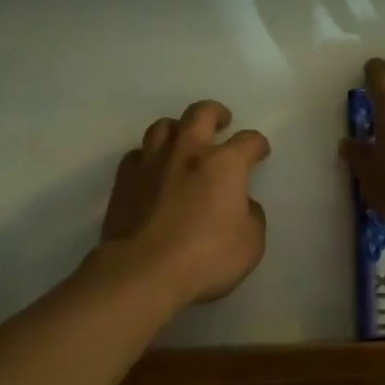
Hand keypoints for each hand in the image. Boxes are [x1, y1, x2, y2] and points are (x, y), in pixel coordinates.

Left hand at [92, 100, 270, 307]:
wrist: (142, 272)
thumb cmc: (204, 257)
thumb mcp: (250, 244)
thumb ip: (252, 217)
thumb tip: (243, 205)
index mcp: (224, 163)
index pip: (249, 141)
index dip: (258, 145)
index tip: (259, 153)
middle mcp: (188, 152)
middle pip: (202, 113)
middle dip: (216, 113)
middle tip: (222, 122)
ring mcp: (153, 162)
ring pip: (164, 126)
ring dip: (178, 130)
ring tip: (184, 142)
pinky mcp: (124, 179)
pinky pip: (137, 155)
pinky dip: (148, 157)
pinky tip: (152, 171)